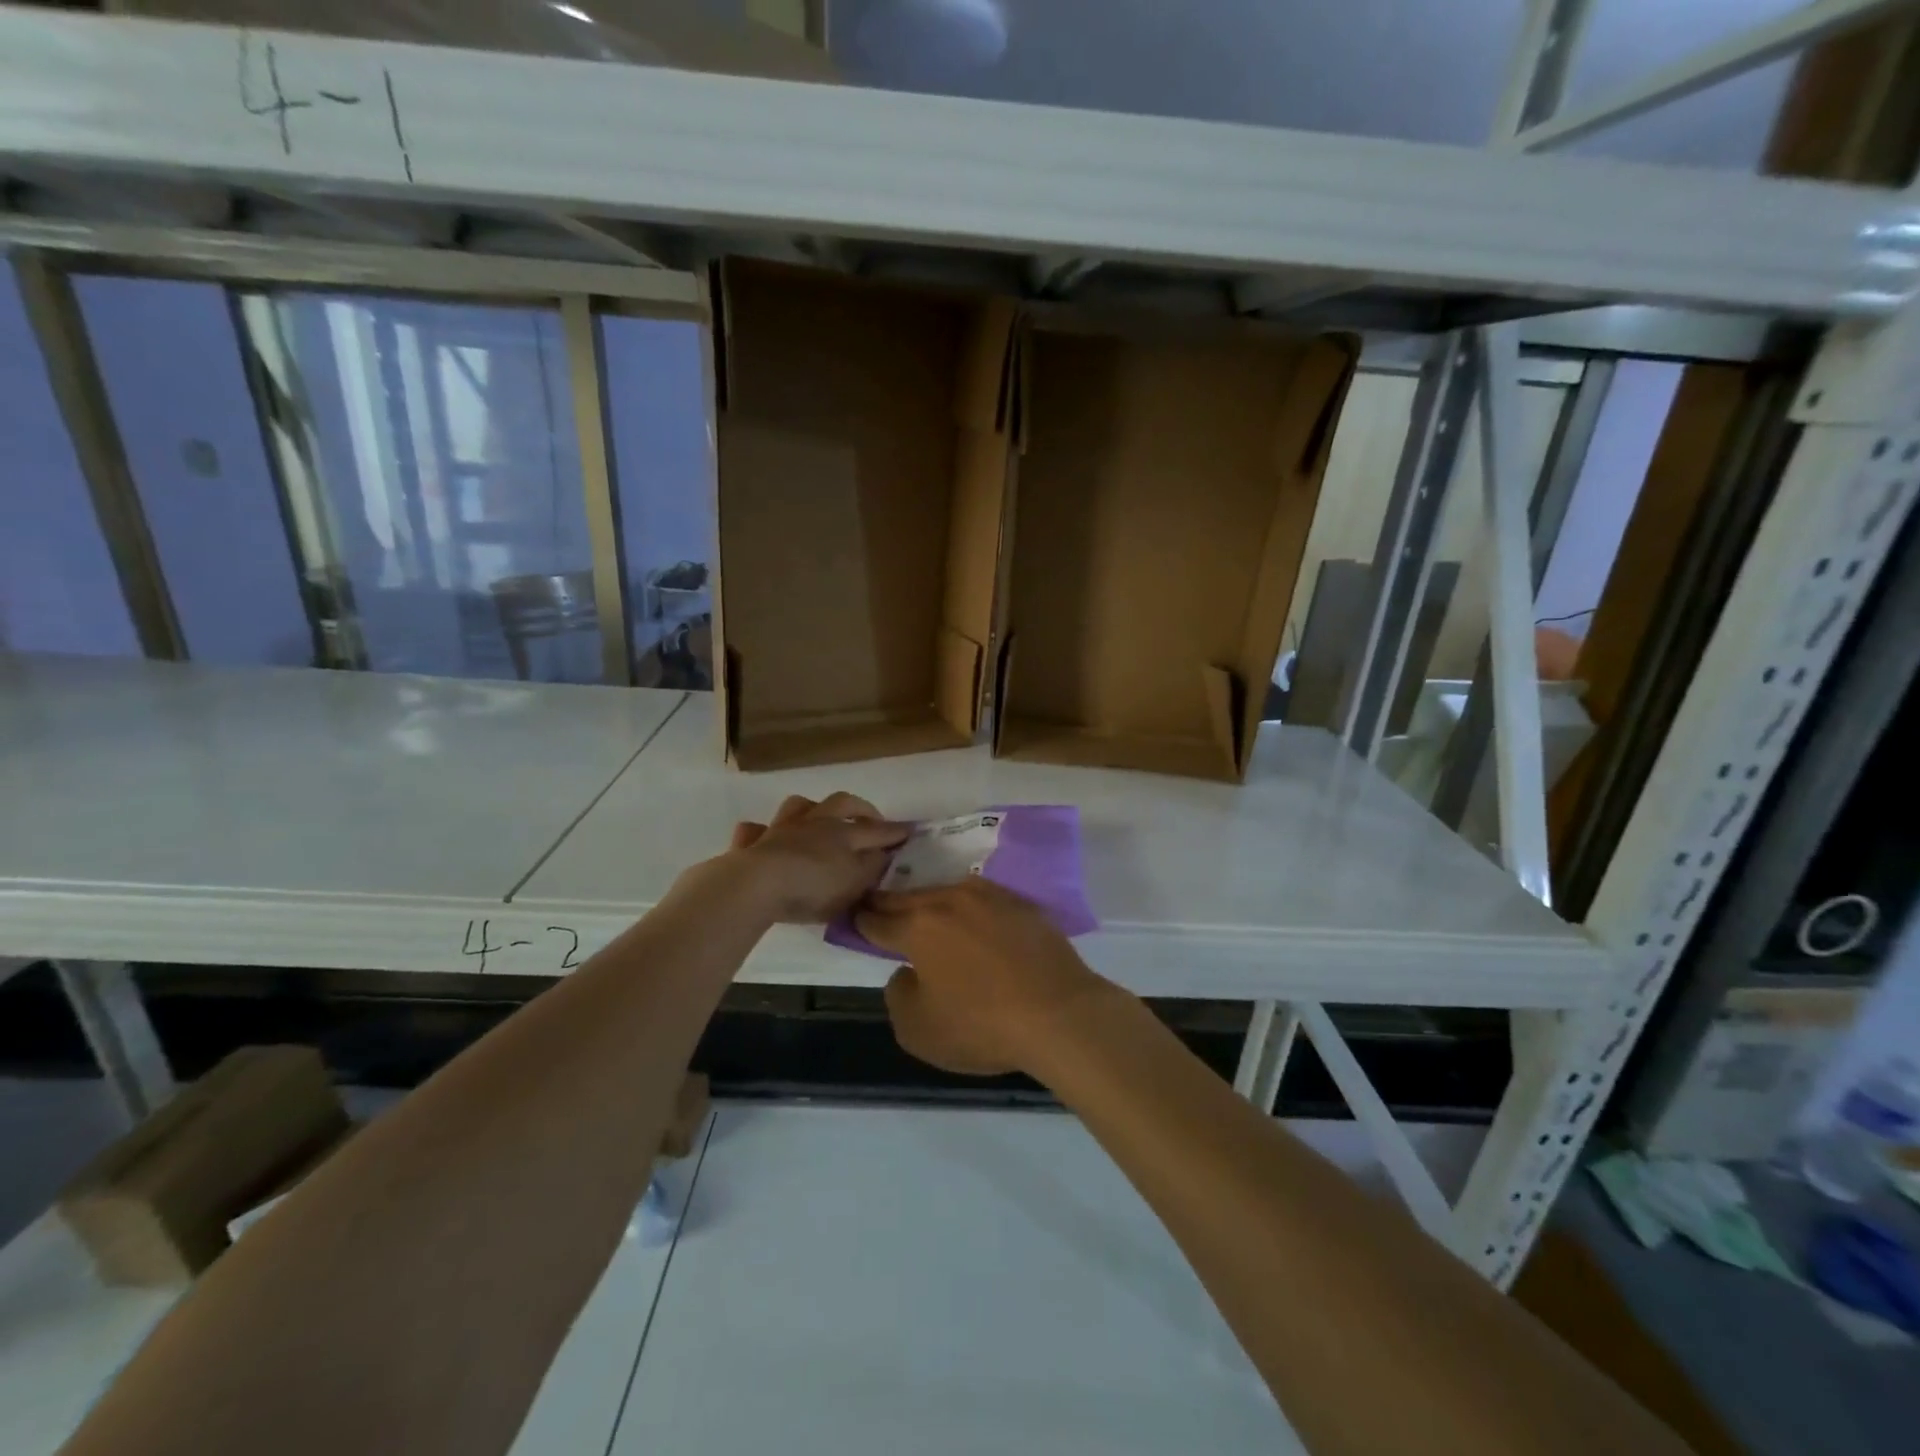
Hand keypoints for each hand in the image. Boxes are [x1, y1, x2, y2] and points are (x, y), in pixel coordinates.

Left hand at [724, 793, 910, 923]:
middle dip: (860, 808)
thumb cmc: (814, 887)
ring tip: (819, 819)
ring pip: (798, 806)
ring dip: (812, 809)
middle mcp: (815, 824)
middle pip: (841, 803)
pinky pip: (755, 830)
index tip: (910, 830)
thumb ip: (871, 869)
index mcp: (843, 834)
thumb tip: (883, 854)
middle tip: (870, 818)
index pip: (876, 830)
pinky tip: (767, 838)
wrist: (758, 885)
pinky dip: (763, 832)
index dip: (894, 831)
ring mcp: (781, 830)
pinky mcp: (753, 843)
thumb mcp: (854, 884)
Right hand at [855, 878, 1115, 1076]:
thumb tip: (906, 972)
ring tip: (927, 913)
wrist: (1060, 1013)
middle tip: (877, 907)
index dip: (861, 920)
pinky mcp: (1022, 904)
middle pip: (909, 898)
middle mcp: (950, 900)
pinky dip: (970, 910)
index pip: (877, 918)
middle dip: (889, 903)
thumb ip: (898, 996)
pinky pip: (983, 901)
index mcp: (918, 926)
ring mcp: (990, 897)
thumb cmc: (982, 1025)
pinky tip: (974, 922)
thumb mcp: (918, 1030)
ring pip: (947, 893)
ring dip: (931, 902)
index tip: (853, 918)